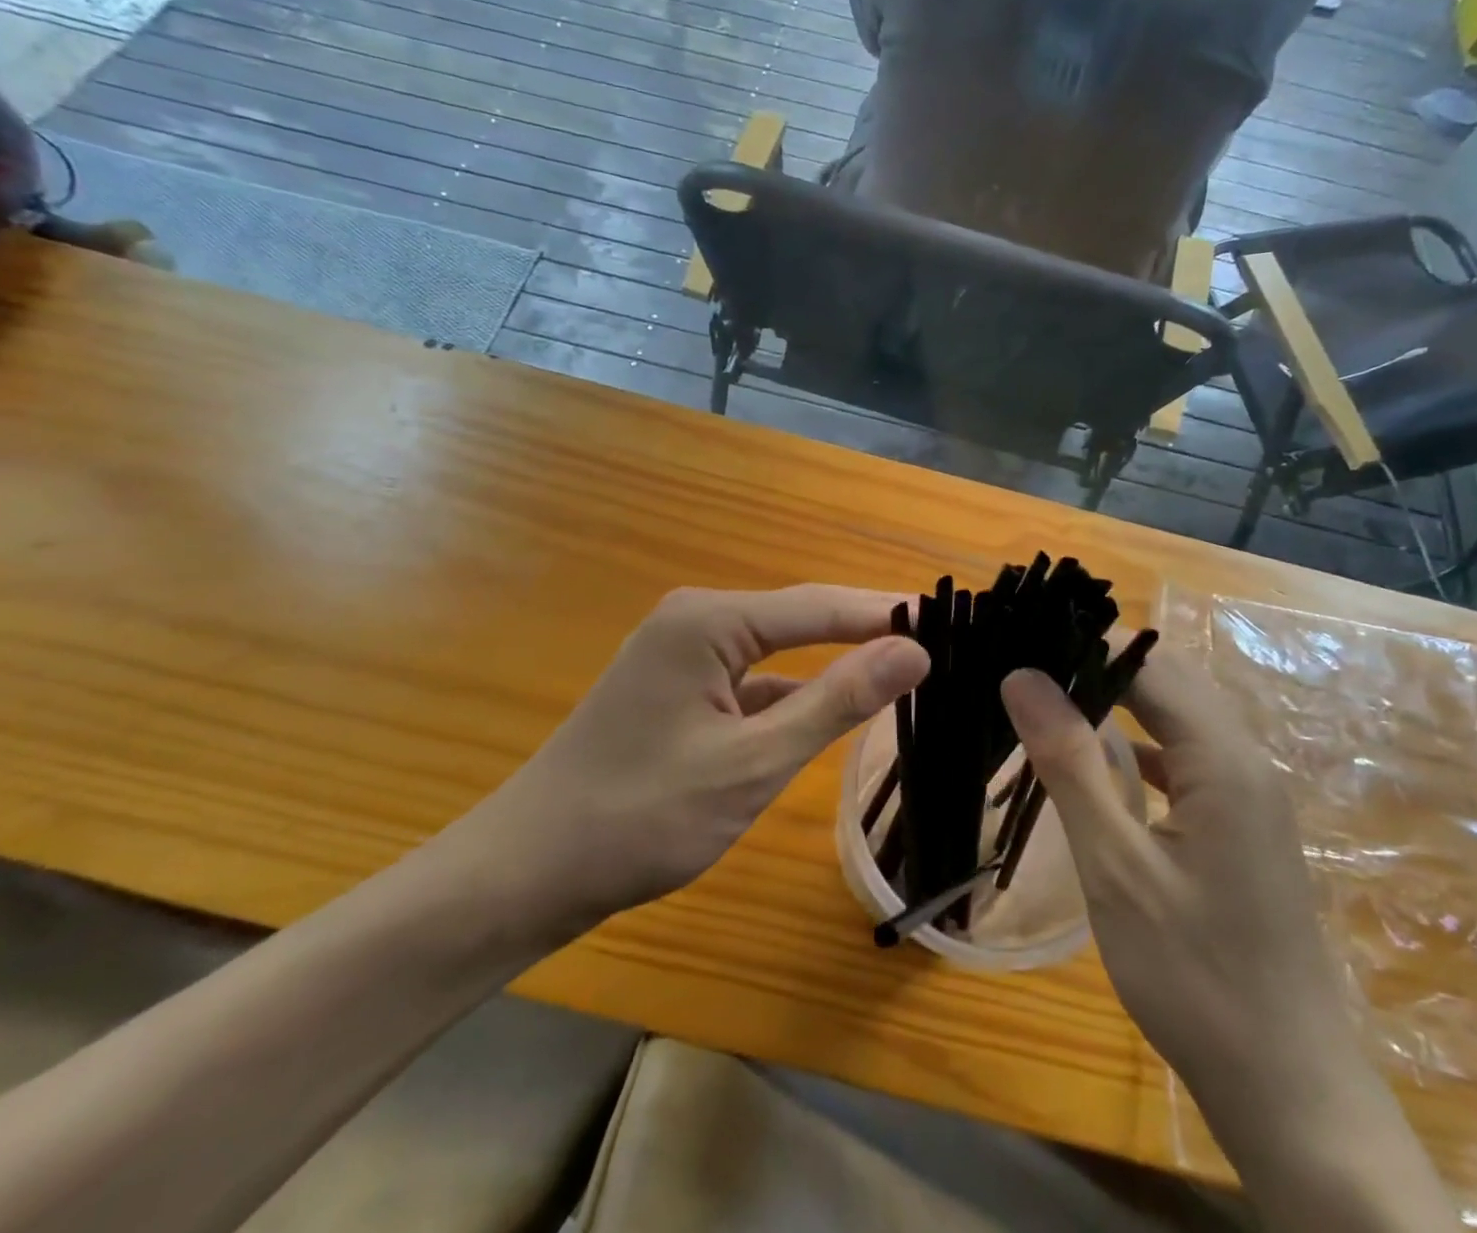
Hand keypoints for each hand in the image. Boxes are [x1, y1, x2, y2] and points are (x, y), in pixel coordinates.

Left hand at [436, 586, 928, 950]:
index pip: (820, 605)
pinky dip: (792, 694)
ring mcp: (682, 654)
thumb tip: (914, 650)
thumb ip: (835, 701)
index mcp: (709, 620)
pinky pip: (751, 680)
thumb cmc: (641, 817)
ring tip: (901, 670)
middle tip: (937, 643)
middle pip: (800, 619)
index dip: (886, 612)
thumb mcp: (753, 762)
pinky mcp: (678, 689)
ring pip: (777, 652)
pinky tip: (828, 711)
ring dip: (831, 664)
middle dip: (864, 631)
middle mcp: (696, 620)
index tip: (949, 619)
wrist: (527, 872)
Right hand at [999, 650, 1381, 1172]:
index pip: (1148, 663)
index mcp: (1224, 759)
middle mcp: (1245, 760)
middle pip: (1168, 680)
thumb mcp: (1116, 866)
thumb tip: (1022, 676)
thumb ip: (1070, 763)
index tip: (1021, 641)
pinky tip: (1095, 761)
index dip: (1084, 644)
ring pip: (1176, 716)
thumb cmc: (1194, 975)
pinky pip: (1184, 756)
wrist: (1287, 1088)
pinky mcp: (1239, 823)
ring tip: (1046, 699)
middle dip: (1097, 664)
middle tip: (1024, 668)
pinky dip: (1137, 744)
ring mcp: (1248, 794)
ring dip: (1116, 701)